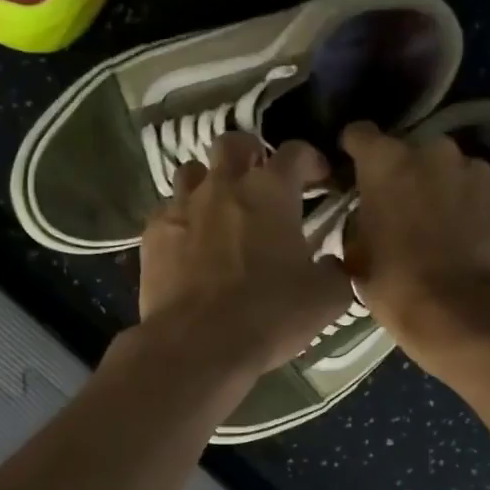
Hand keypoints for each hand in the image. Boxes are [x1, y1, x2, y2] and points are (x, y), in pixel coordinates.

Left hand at [136, 133, 353, 385]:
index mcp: (270, 191)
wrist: (197, 345)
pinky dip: (182, 218)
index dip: (311, 160)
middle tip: (261, 180)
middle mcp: (223, 186)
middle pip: (233, 144)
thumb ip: (336, 272)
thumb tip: (333, 264)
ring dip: (209, 181)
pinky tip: (189, 242)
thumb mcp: (326, 299)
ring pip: (192, 171)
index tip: (319, 178)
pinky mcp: (153, 234)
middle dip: (250, 155)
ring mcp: (182, 206)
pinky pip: (167, 210)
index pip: (295, 152)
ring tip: (220, 207)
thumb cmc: (268, 315)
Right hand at [341, 121, 489, 346]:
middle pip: (411, 151)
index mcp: (385, 162)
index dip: (354, 150)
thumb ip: (360, 219)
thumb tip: (367, 213)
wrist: (460, 310)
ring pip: (450, 169)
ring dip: (442, 187)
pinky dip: (472, 205)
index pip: (360, 133)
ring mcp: (474, 169)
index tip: (354, 169)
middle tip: (402, 208)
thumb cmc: (395, 283)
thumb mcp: (356, 253)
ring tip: (441, 224)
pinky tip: (469, 235)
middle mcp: (432, 151)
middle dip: (405, 173)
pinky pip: (479, 190)